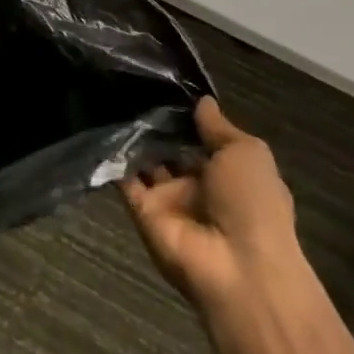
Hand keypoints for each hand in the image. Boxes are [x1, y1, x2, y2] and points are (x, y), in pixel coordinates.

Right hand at [121, 97, 300, 310]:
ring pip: (145, 162)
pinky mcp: (141, 211)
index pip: (202, 140)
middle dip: (155, 124)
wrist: (236, 266)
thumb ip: (219, 127)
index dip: (186, 117)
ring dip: (133, 138)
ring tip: (112, 98)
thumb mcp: (247, 153)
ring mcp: (168, 200)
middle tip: (130, 87)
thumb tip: (202, 101)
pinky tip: (101, 126)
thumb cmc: (252, 203)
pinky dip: (113, 159)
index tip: (164, 87)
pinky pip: (123, 181)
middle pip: (170, 150)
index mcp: (229, 174)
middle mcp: (197, 186)